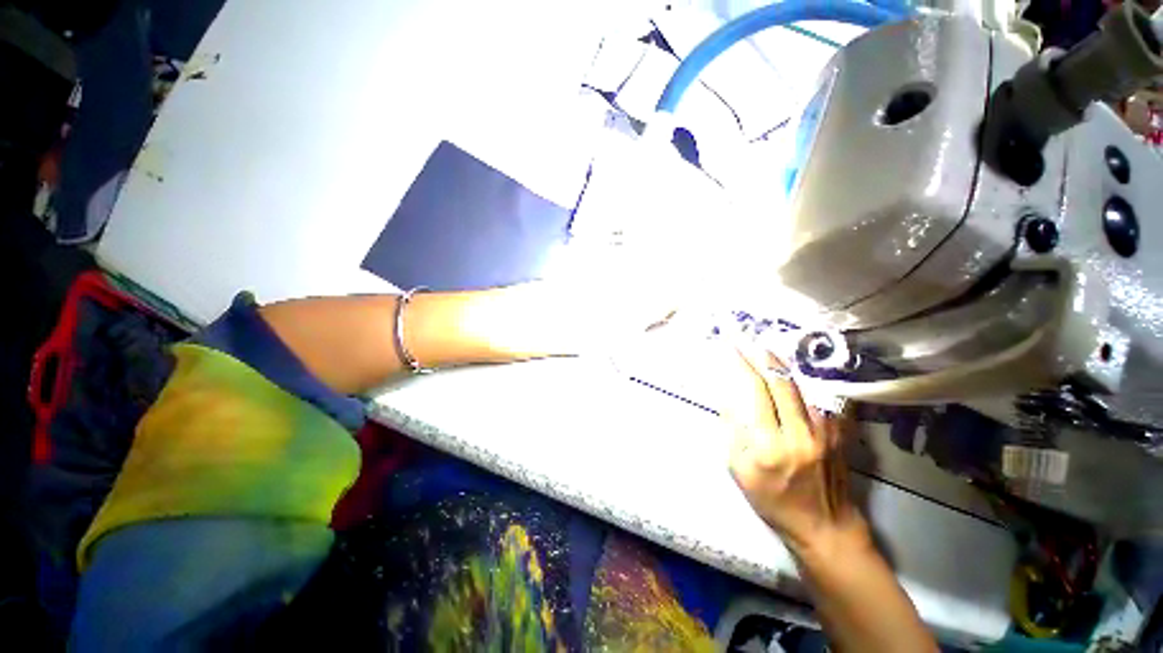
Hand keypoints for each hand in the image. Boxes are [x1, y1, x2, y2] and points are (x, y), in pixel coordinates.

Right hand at [722, 345, 865, 552]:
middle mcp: (800, 432)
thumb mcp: (739, 470)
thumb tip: (728, 398)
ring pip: (802, 385)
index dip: (741, 364)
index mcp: (770, 444)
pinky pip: (820, 397)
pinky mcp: (840, 433)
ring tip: (765, 350)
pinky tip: (792, 372)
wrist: (824, 525)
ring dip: (781, 364)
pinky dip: (803, 380)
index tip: (730, 347)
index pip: (754, 391)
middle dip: (761, 356)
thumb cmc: (773, 500)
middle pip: (780, 381)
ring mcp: (825, 431)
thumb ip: (732, 431)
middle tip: (747, 340)